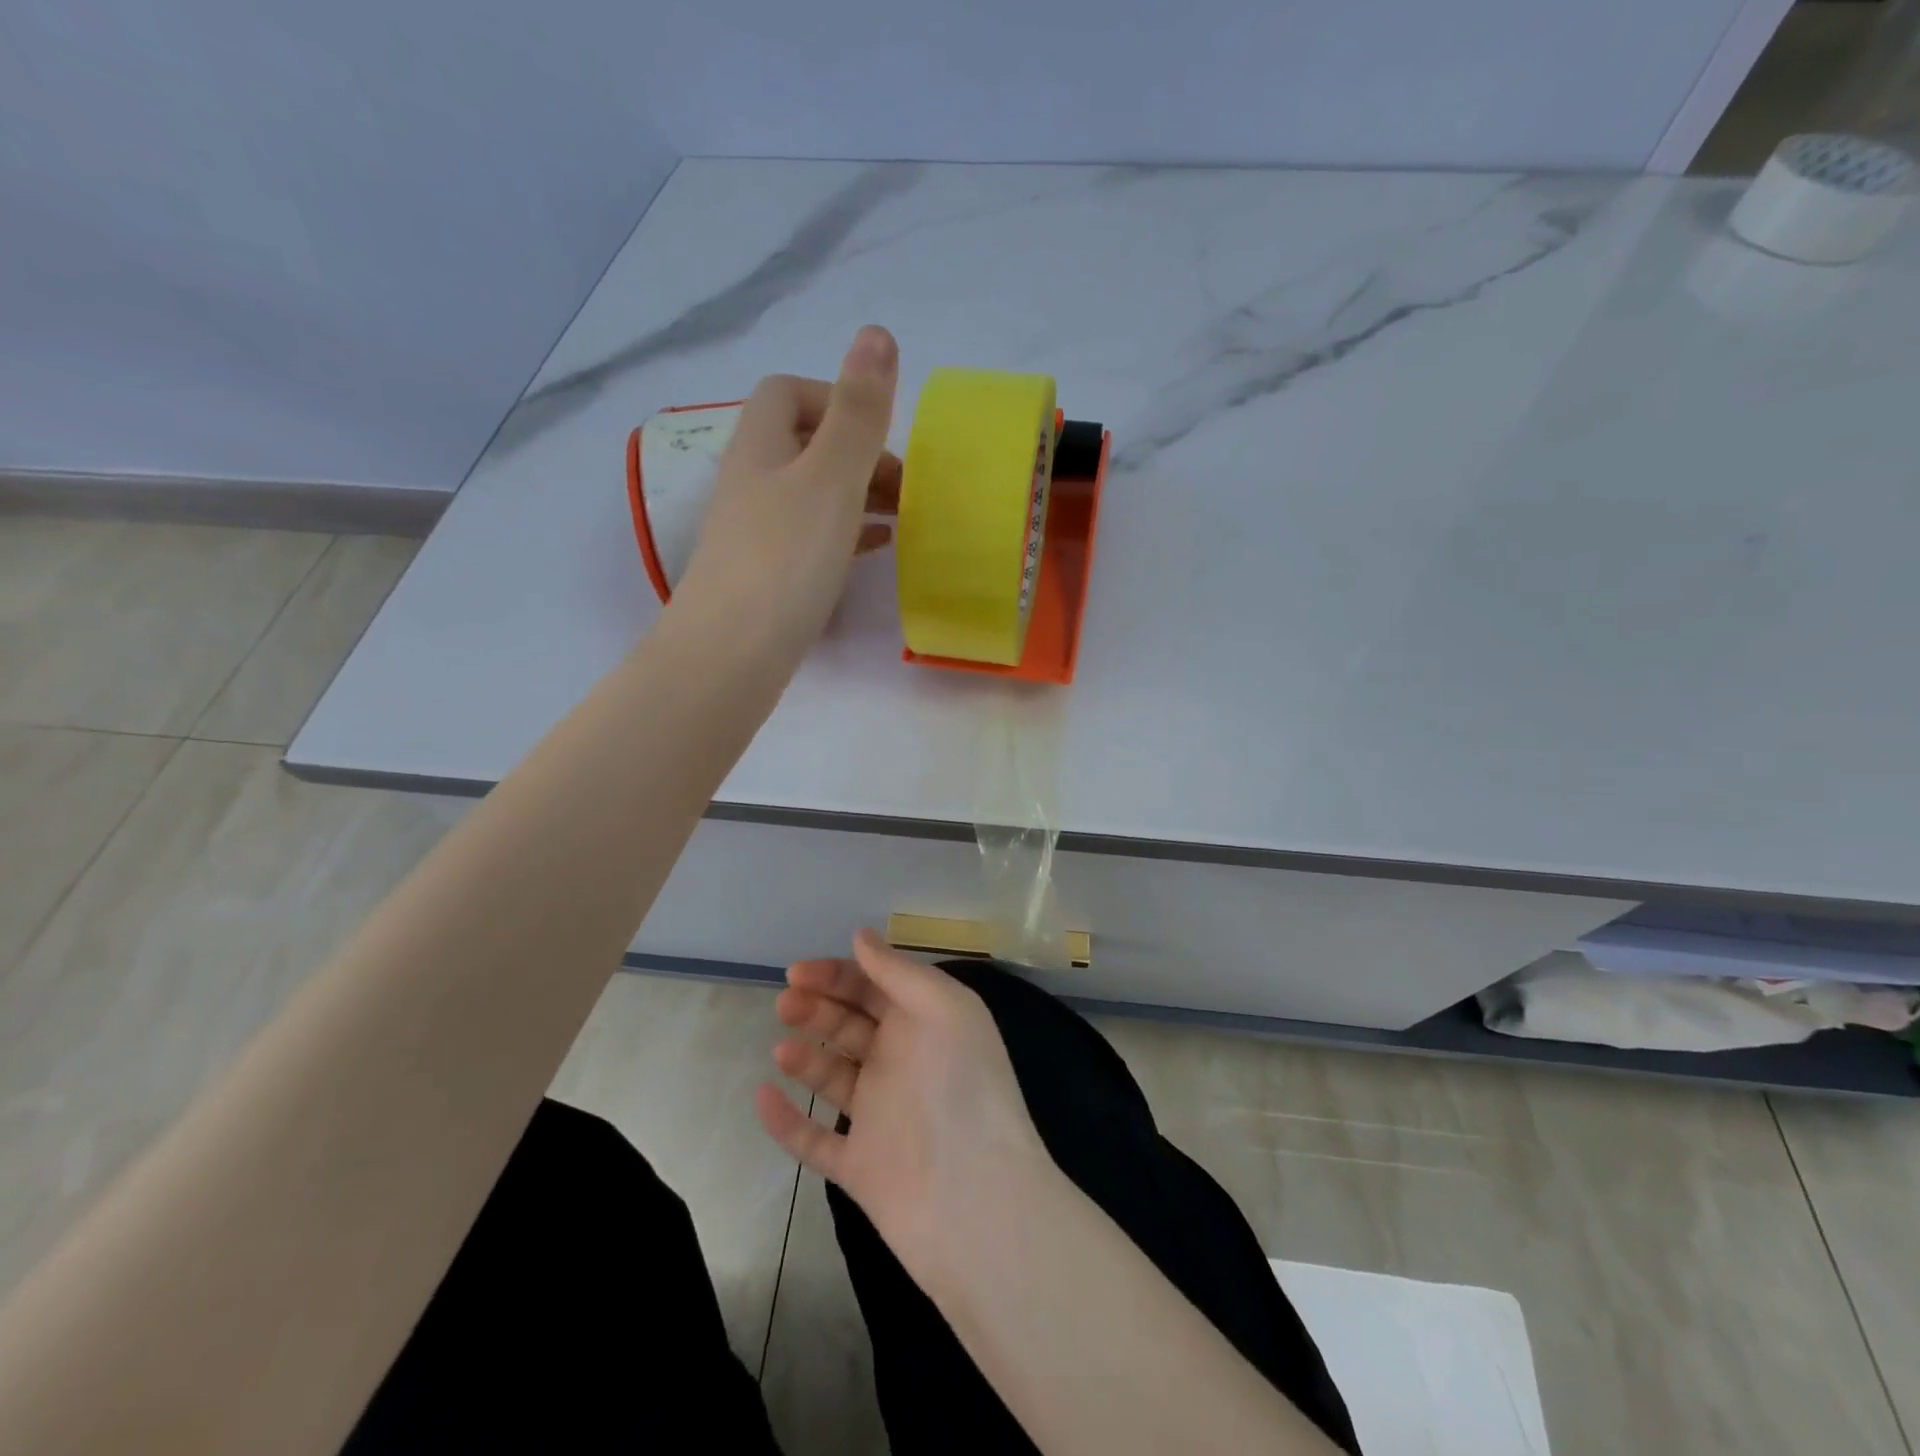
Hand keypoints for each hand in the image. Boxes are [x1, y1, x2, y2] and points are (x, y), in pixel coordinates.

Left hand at [670, 326, 901, 659]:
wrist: (732, 654)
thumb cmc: (785, 558)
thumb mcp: (830, 477)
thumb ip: (858, 412)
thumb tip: (877, 332)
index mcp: (760, 446)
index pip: (787, 393)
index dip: (834, 399)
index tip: (878, 435)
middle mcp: (751, 482)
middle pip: (803, 445)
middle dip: (857, 453)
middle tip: (904, 485)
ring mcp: (755, 533)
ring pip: (811, 494)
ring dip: (856, 494)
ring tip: (902, 515)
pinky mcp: (766, 577)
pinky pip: (811, 538)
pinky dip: (846, 533)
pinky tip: (876, 548)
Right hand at [755, 930, 1054, 1276]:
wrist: (974, 1199)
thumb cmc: (960, 1086)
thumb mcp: (942, 1008)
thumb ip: (898, 971)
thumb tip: (860, 936)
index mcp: (925, 1024)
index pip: (875, 987)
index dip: (837, 975)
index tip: (798, 971)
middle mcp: (902, 1063)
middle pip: (850, 1025)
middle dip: (817, 1008)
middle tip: (785, 1003)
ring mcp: (879, 1116)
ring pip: (832, 1076)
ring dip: (804, 1056)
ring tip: (783, 1048)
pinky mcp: (858, 1165)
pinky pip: (813, 1140)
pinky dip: (786, 1121)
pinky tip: (763, 1096)